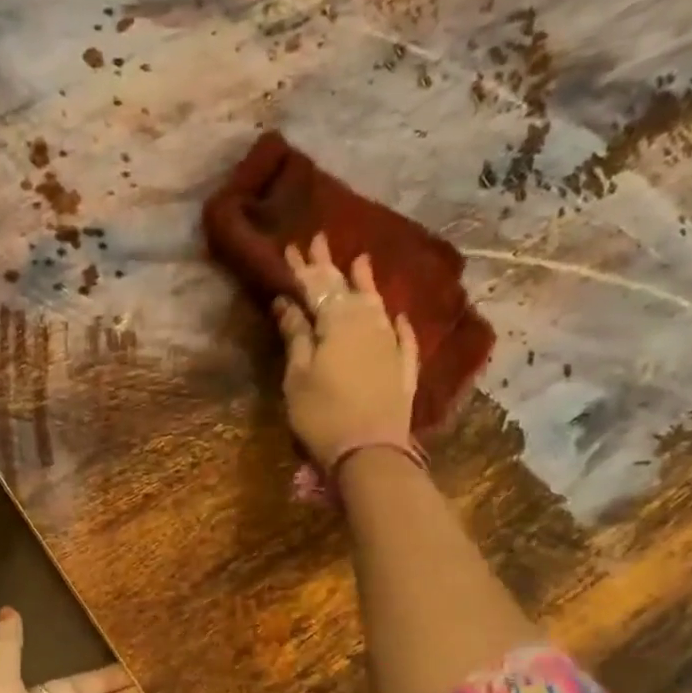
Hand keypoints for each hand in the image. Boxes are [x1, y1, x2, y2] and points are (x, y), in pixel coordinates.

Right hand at [275, 233, 419, 466]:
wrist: (370, 452)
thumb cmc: (322, 414)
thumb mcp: (297, 376)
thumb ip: (295, 336)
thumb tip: (287, 302)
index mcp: (337, 321)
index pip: (316, 286)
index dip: (302, 268)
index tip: (291, 247)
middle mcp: (368, 323)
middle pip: (347, 288)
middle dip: (330, 265)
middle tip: (320, 240)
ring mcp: (390, 344)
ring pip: (377, 304)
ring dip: (367, 282)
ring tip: (361, 261)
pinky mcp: (405, 369)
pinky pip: (404, 336)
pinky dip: (397, 322)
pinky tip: (396, 314)